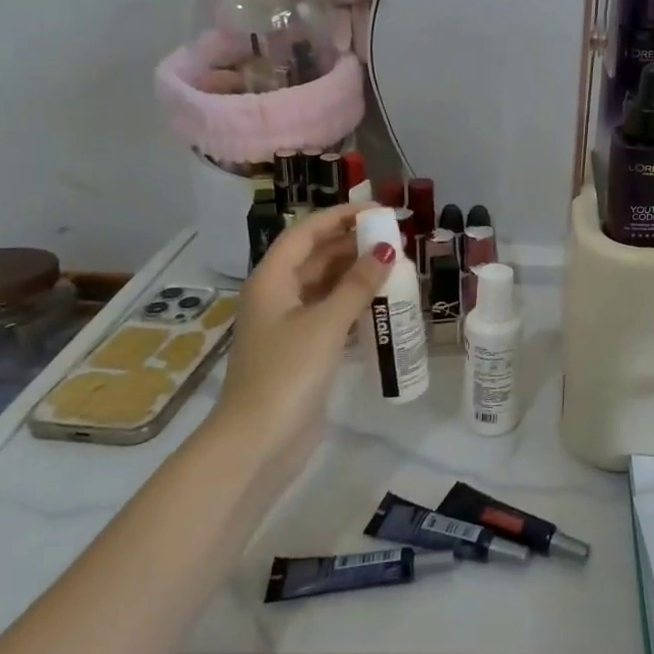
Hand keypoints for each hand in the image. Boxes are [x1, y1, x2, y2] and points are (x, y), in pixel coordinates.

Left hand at [211, 204, 391, 466]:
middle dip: (353, 244)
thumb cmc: (287, 373)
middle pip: (316, 256)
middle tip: (396, 240)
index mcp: (272, 280)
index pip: (307, 232)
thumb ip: (358, 284)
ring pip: (326, 286)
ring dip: (357, 274)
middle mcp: (277, 295)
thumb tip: (387, 249)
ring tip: (396, 267)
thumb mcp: (326, 323)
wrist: (258, 442)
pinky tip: (383, 305)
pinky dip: (355, 304)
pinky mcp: (302, 349)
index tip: (379, 211)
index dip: (341, 216)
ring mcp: (288, 324)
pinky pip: (331, 313)